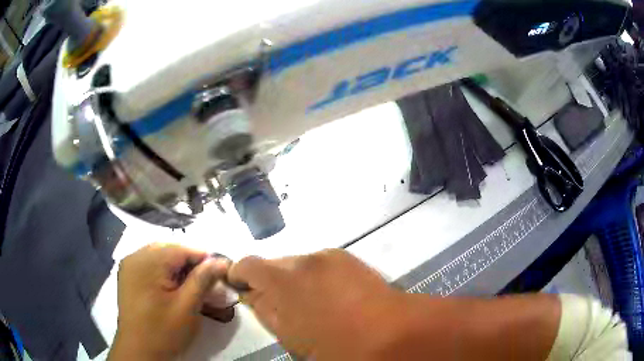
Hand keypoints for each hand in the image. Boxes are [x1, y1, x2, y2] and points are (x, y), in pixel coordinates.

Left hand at [109, 243, 229, 360]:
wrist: (140, 352)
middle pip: (169, 251)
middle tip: (206, 283)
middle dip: (190, 264)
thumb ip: (203, 280)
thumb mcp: (188, 307)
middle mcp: (135, 257)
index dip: (203, 259)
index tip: (220, 274)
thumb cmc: (164, 332)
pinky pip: (149, 265)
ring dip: (177, 268)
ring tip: (191, 287)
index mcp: (148, 262)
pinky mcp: (128, 277)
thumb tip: (221, 261)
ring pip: (159, 257)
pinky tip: (172, 289)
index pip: (182, 249)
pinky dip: (164, 272)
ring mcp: (129, 266)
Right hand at [229, 249, 403, 359]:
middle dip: (268, 281)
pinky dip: (314, 277)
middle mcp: (304, 260)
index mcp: (284, 281)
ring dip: (293, 279)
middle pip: (273, 263)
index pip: (248, 264)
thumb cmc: (338, 347)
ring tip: (310, 304)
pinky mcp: (347, 257)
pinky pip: (318, 263)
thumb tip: (252, 295)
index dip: (239, 274)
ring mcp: (328, 256)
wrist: (393, 332)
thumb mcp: (291, 338)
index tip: (241, 288)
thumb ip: (265, 311)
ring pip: (296, 263)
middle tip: (279, 305)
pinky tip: (330, 297)